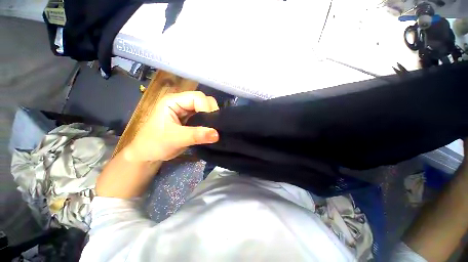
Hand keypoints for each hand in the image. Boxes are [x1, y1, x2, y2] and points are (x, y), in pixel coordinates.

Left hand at [125, 91, 218, 161]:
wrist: (148, 154)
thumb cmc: (154, 144)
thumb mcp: (175, 139)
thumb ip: (196, 136)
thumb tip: (217, 134)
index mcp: (173, 101)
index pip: (197, 97)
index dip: (206, 108)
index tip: (211, 124)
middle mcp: (181, 103)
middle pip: (204, 100)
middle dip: (211, 112)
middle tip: (214, 126)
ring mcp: (186, 111)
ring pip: (206, 108)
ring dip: (211, 118)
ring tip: (213, 129)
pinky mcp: (190, 119)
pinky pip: (204, 117)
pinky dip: (209, 123)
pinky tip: (209, 130)